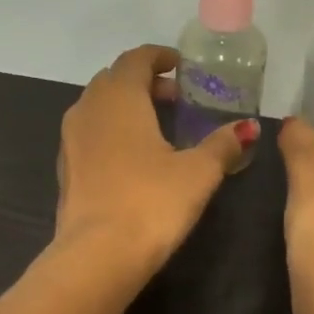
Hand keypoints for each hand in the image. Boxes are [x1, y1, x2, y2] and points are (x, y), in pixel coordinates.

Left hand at [54, 44, 257, 273]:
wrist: (98, 256)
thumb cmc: (151, 203)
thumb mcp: (198, 173)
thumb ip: (222, 145)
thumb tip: (248, 127)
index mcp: (119, 98)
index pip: (136, 59)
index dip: (159, 57)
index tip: (180, 66)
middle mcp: (88, 109)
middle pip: (114, 80)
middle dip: (144, 82)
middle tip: (176, 99)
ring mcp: (70, 140)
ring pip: (98, 107)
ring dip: (126, 107)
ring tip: (157, 127)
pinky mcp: (66, 169)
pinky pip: (90, 134)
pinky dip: (112, 132)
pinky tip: (134, 158)